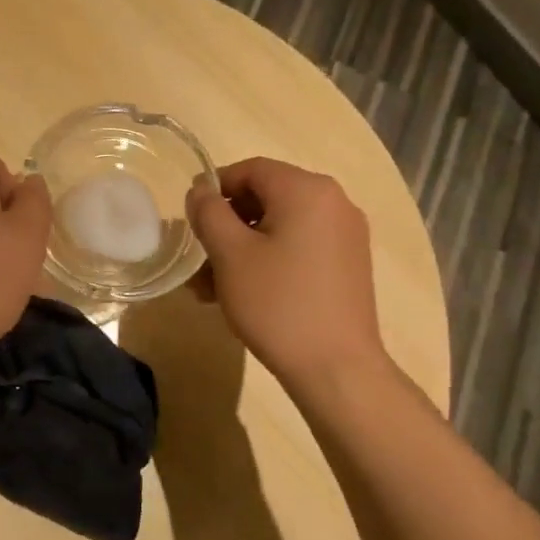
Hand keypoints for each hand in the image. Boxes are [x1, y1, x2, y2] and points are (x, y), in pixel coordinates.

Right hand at [186, 158, 383, 386]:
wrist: (337, 369)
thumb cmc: (278, 304)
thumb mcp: (230, 255)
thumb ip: (209, 213)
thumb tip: (200, 190)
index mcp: (307, 190)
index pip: (250, 170)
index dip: (214, 189)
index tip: (191, 221)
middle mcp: (334, 202)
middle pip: (266, 198)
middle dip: (226, 226)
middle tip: (199, 261)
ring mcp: (346, 235)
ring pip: (280, 227)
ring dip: (242, 249)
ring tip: (211, 288)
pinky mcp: (348, 265)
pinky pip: (299, 248)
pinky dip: (269, 260)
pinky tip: (244, 294)